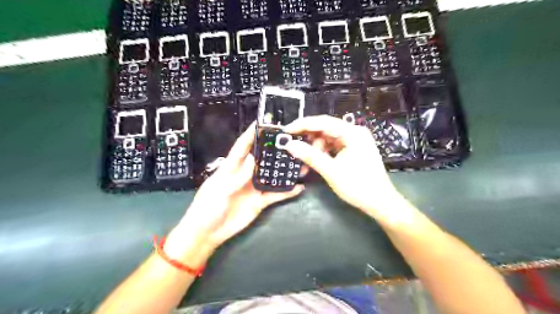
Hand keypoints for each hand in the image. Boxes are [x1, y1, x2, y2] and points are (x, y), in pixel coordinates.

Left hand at [165, 122, 304, 265]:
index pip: (242, 147)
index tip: (262, 123)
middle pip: (261, 159)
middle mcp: (245, 175)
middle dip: (273, 150)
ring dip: (284, 170)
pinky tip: (299, 187)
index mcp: (231, 168)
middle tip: (289, 142)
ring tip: (299, 163)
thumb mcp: (219, 190)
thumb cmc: (207, 208)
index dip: (250, 134)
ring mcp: (254, 188)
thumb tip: (252, 159)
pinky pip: (276, 195)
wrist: (208, 233)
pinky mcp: (260, 202)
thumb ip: (237, 176)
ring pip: (271, 176)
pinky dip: (287, 191)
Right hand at [286, 115, 404, 220]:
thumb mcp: (331, 171)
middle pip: (325, 129)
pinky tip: (315, 161)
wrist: (380, 203)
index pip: (323, 122)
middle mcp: (354, 132)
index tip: (286, 131)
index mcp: (352, 133)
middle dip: (309, 139)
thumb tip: (289, 145)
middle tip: (293, 147)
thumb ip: (310, 156)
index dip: (302, 125)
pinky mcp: (353, 149)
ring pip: (328, 138)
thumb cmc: (358, 186)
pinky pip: (333, 146)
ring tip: (306, 162)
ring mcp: (355, 141)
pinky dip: (323, 153)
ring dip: (315, 148)